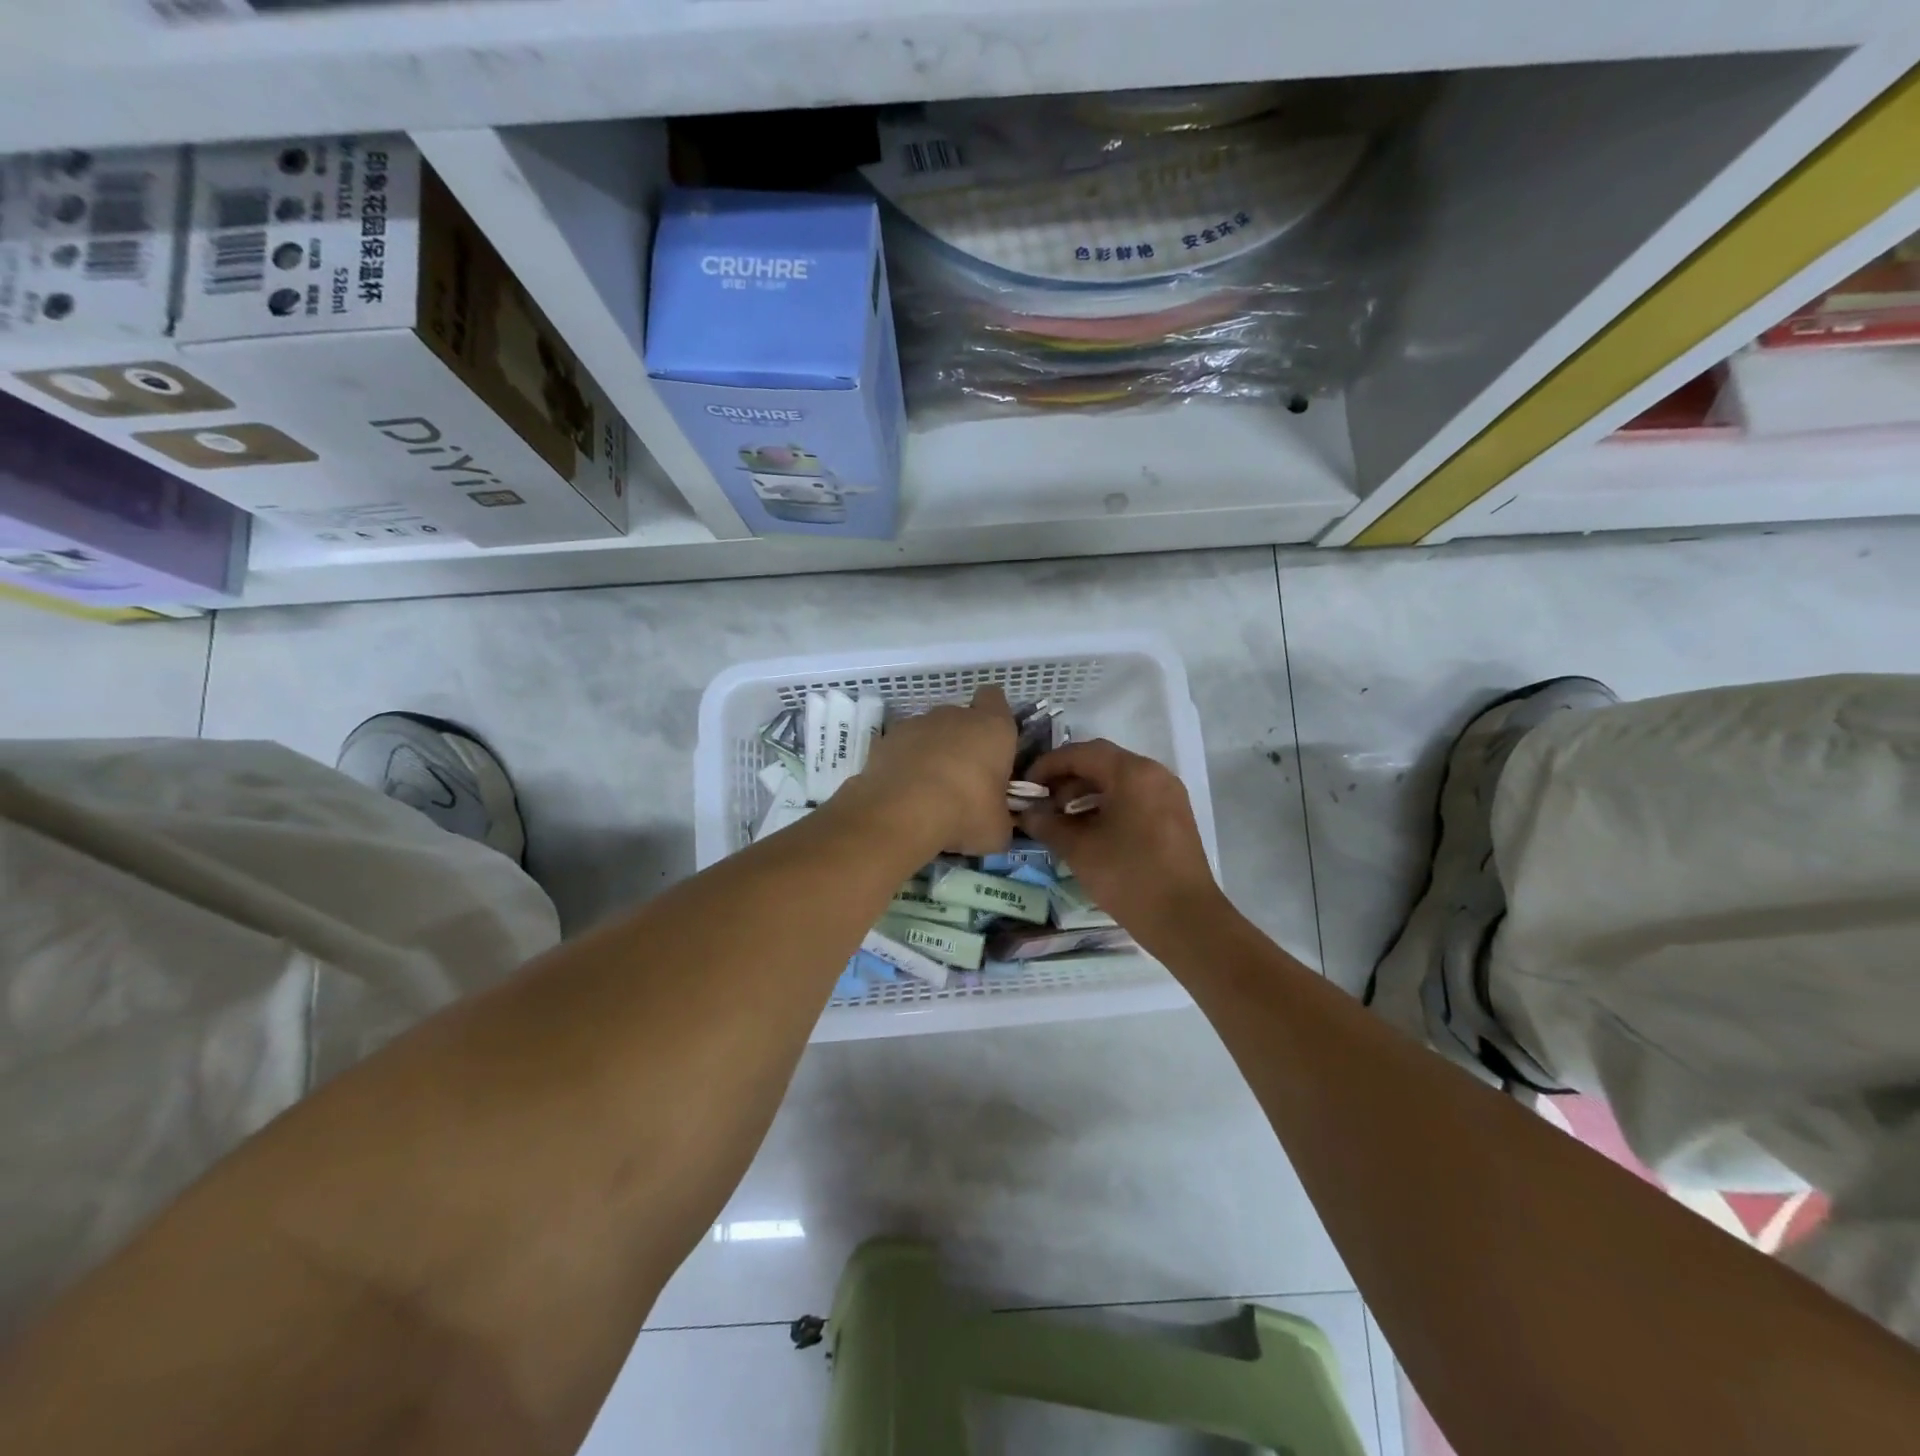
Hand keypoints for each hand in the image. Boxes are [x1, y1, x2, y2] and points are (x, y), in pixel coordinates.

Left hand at [848, 686, 1017, 855]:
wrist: (902, 813)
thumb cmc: (965, 812)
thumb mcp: (998, 828)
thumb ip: (1001, 816)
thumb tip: (996, 822)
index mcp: (992, 728)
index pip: (995, 699)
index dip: (994, 718)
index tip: (993, 745)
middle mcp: (954, 715)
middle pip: (961, 719)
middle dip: (962, 743)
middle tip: (963, 782)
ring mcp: (916, 723)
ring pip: (929, 733)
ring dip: (931, 754)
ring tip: (927, 792)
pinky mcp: (885, 739)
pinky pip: (901, 748)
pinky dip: (903, 765)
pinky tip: (903, 794)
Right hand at [1019, 739, 1223, 945]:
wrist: (1186, 920)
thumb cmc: (1128, 877)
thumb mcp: (1079, 849)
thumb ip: (1048, 824)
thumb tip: (1027, 813)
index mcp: (1132, 772)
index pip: (1081, 753)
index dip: (1048, 765)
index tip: (1025, 786)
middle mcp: (1154, 773)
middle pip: (1101, 762)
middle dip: (1066, 779)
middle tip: (1041, 802)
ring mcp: (1168, 794)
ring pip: (1118, 780)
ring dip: (1086, 792)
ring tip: (1061, 819)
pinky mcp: (1174, 816)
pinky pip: (1134, 797)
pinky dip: (1107, 804)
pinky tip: (1089, 830)